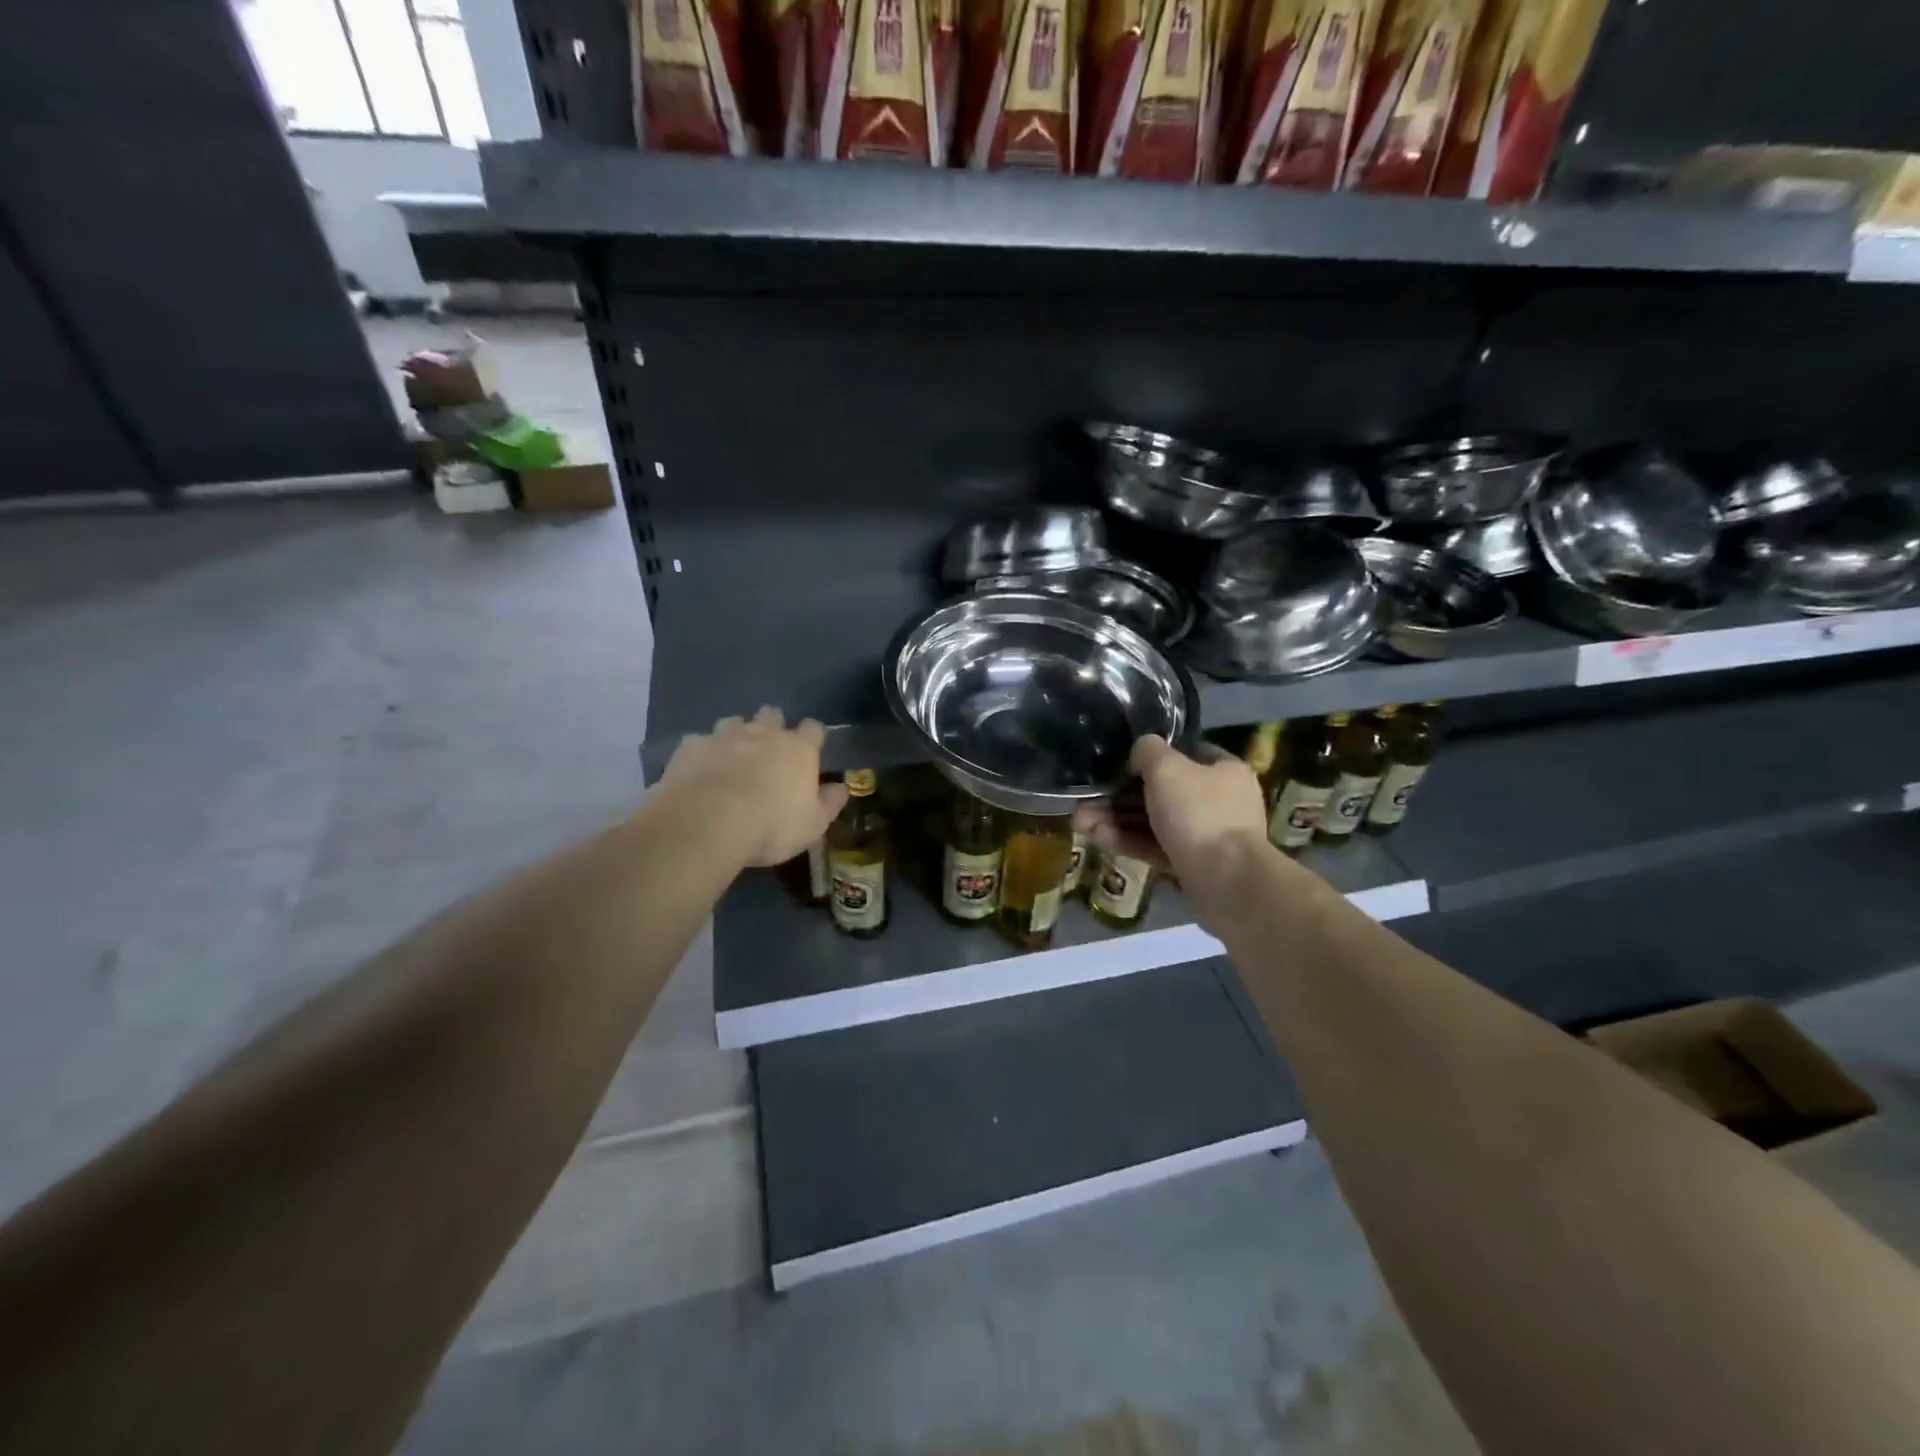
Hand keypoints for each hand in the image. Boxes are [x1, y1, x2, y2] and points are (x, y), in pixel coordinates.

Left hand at [659, 708, 848, 867]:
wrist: (707, 823)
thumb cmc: (771, 825)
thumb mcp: (813, 825)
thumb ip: (830, 803)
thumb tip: (842, 787)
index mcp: (798, 749)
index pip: (813, 729)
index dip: (812, 737)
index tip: (810, 749)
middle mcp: (763, 733)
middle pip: (772, 715)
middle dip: (772, 725)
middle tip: (768, 749)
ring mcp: (724, 735)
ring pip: (733, 722)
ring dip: (735, 735)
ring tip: (731, 757)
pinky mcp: (690, 746)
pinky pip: (699, 742)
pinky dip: (702, 753)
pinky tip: (699, 770)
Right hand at [1073, 735, 1267, 879]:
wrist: (1226, 881)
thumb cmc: (1199, 812)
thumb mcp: (1167, 767)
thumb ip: (1148, 751)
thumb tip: (1140, 752)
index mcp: (1223, 771)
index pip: (1185, 755)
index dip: (1151, 757)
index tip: (1120, 764)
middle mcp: (1218, 801)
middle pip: (1160, 792)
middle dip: (1118, 797)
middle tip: (1086, 801)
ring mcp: (1205, 836)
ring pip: (1153, 822)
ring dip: (1115, 821)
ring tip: (1080, 823)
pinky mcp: (1191, 865)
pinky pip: (1155, 847)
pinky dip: (1127, 842)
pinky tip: (1096, 839)